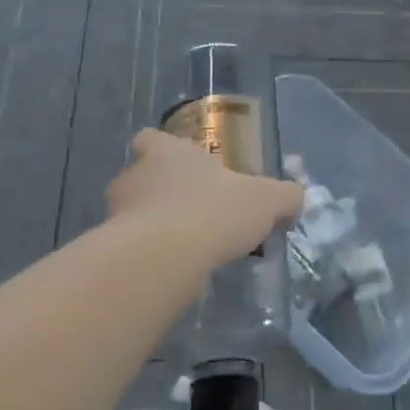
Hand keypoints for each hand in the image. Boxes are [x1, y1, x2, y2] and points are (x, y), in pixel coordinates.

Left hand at [106, 128, 302, 266]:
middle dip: (157, 191)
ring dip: (149, 225)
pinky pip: (129, 248)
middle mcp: (136, 174)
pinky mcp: (111, 248)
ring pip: (130, 212)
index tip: (179, 163)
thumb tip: (298, 197)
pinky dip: (145, 256)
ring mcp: (117, 212)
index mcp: (167, 151)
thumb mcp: (265, 200)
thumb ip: (284, 196)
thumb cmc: (214, 210)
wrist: (165, 257)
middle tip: (187, 210)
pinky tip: (170, 271)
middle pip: (139, 175)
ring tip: (180, 247)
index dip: (161, 147)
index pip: (151, 138)